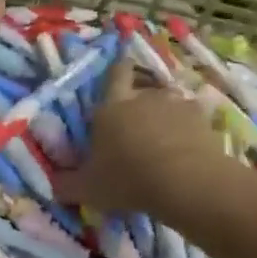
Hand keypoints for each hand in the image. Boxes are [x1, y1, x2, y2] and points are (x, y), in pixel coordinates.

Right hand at [54, 60, 224, 213]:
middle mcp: (144, 97)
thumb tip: (53, 186)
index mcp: (111, 107)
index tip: (120, 69)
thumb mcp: (88, 189)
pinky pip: (194, 119)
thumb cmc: (128, 179)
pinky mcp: (203, 120)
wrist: (185, 182)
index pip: (114, 74)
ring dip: (167, 113)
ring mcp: (177, 105)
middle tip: (138, 119)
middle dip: (141, 99)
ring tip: (167, 135)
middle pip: (143, 86)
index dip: (117, 69)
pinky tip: (190, 147)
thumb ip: (67, 184)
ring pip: (170, 101)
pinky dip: (191, 129)